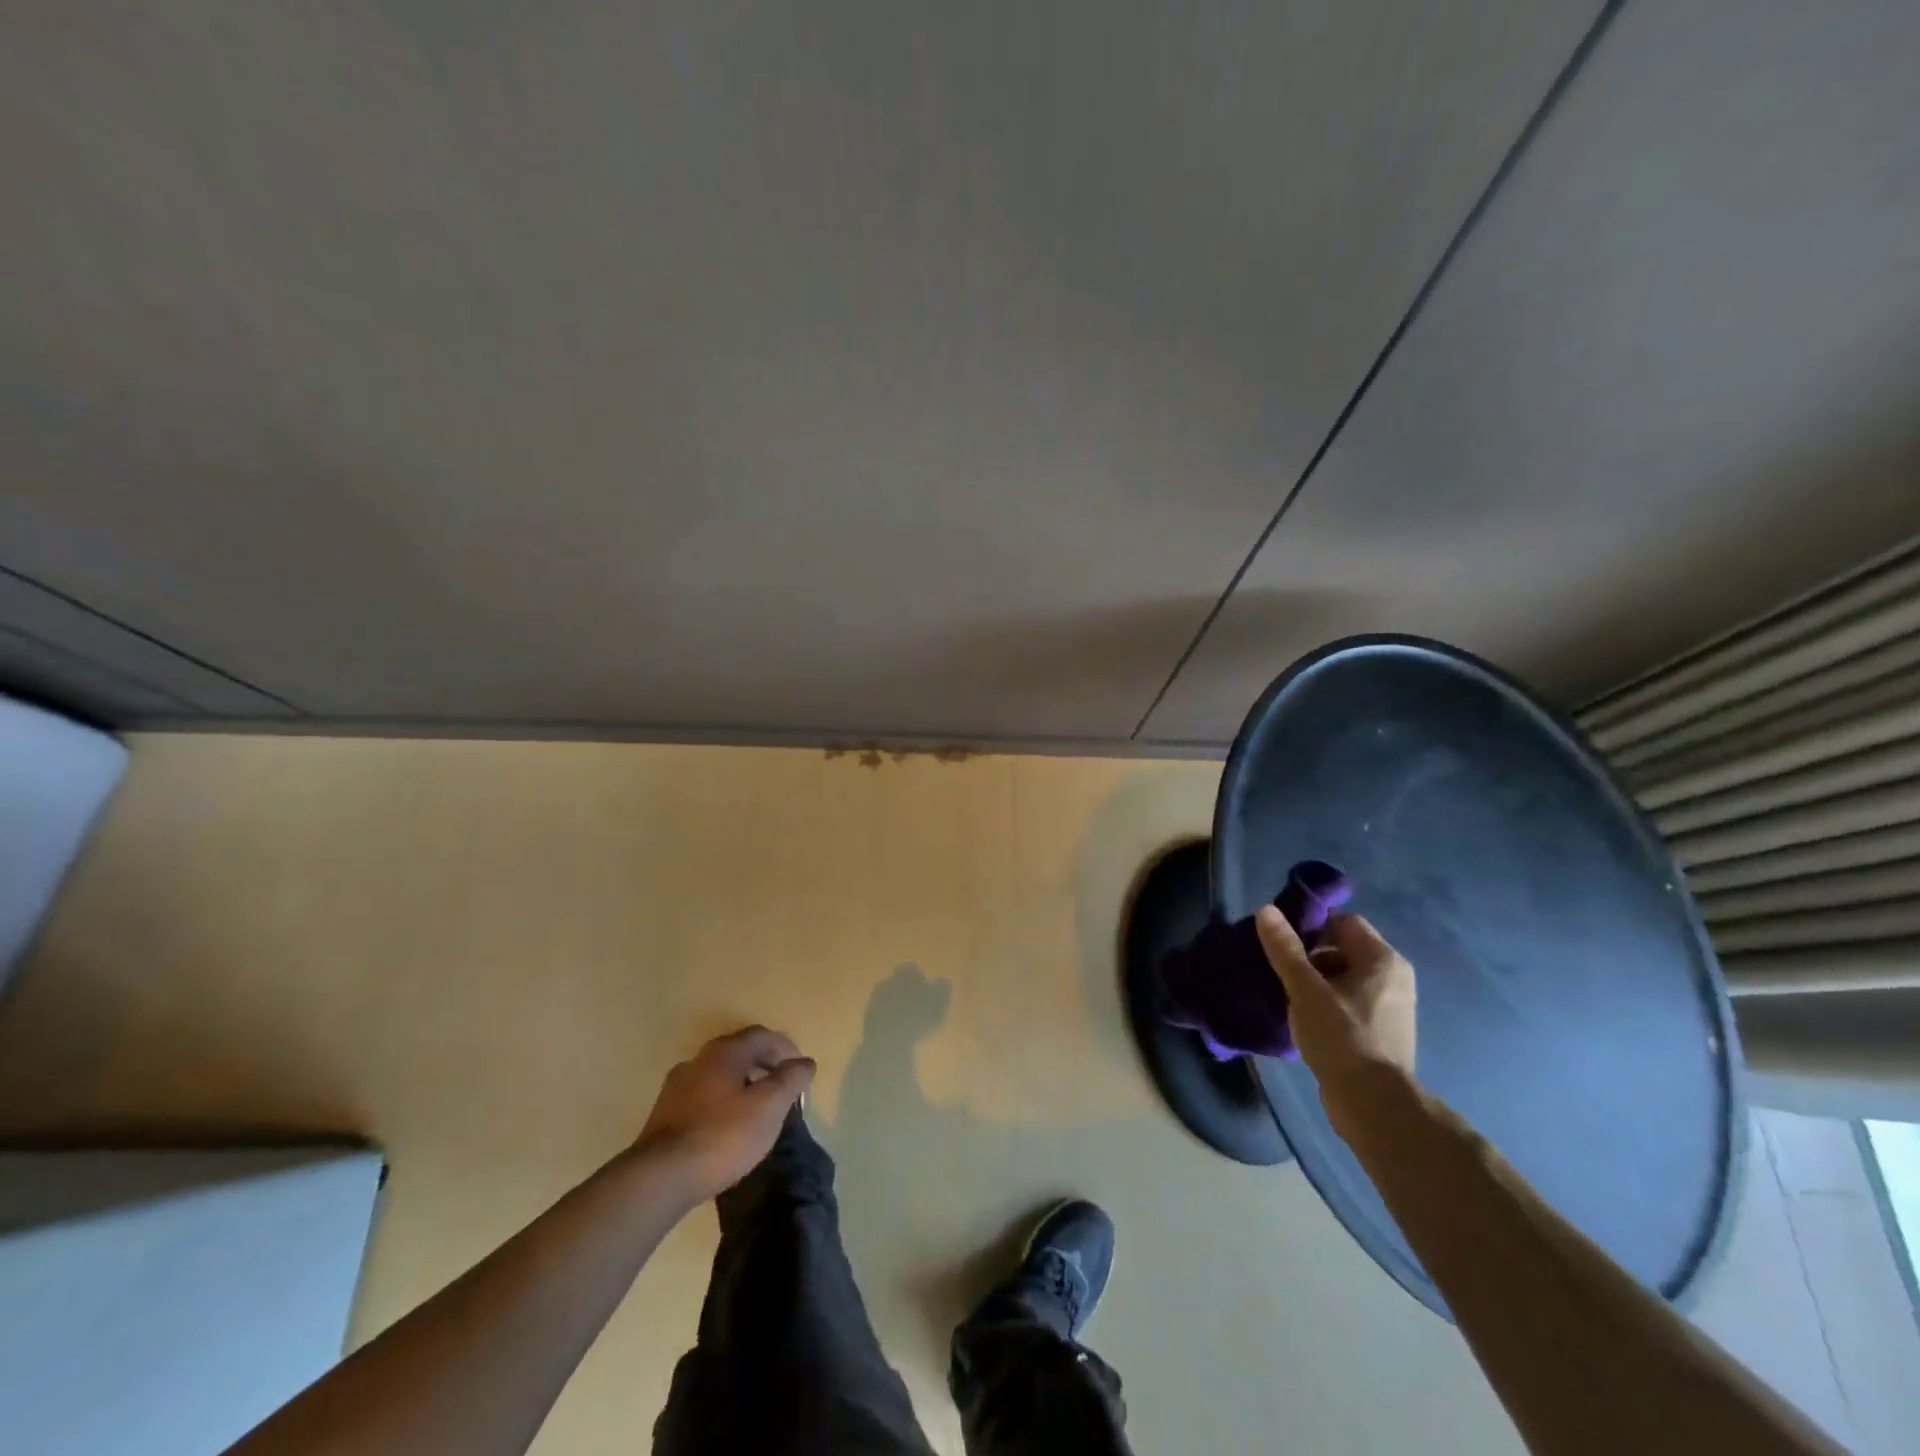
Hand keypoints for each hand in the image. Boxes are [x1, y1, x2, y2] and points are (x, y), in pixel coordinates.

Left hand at [636, 1026, 816, 1204]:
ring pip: (721, 1075)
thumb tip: (805, 1062)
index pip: (763, 1036)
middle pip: (741, 1052)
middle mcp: (699, 1059)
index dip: (786, 1049)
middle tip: (784, 1091)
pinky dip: (725, 1103)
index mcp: (725, 1051)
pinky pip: (705, 1097)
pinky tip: (730, 1128)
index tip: (802, 1073)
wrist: (659, 1178)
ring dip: (745, 1085)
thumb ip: (790, 1079)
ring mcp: (678, 1086)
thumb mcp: (769, 1106)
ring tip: (760, 1112)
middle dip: (766, 1067)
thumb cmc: (722, 1136)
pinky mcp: (665, 1114)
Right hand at [1256, 908, 1416, 1131]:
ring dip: (1318, 983)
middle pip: (1345, 950)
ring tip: (1291, 998)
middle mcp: (1394, 978)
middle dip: (1311, 958)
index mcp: (1383, 960)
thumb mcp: (1305, 989)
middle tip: (1283, 973)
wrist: (1374, 1104)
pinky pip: (1351, 1003)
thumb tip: (1267, 910)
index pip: (1344, 923)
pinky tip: (1307, 1021)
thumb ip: (1285, 949)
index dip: (1312, 928)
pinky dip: (1330, 1005)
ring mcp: (1392, 1007)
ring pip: (1346, 978)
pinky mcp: (1384, 1033)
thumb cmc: (1342, 1037)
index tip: (1284, 947)